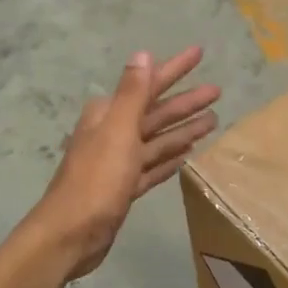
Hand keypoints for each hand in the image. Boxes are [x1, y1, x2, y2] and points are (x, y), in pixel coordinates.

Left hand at [28, 47, 218, 278]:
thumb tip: (142, 53)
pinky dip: (169, 159)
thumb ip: (132, 93)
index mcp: (109, 116)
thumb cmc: (96, 180)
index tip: (199, 53)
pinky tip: (187, 155)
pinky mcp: (123, 188)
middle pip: (156, 111)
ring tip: (213, 121)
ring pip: (157, 140)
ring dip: (183, 129)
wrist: (71, 235)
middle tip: (217, 90)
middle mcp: (112, 134)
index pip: (148, 84)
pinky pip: (152, 167)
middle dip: (185, 101)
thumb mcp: (118, 131)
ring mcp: (118, 163)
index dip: (174, 68)